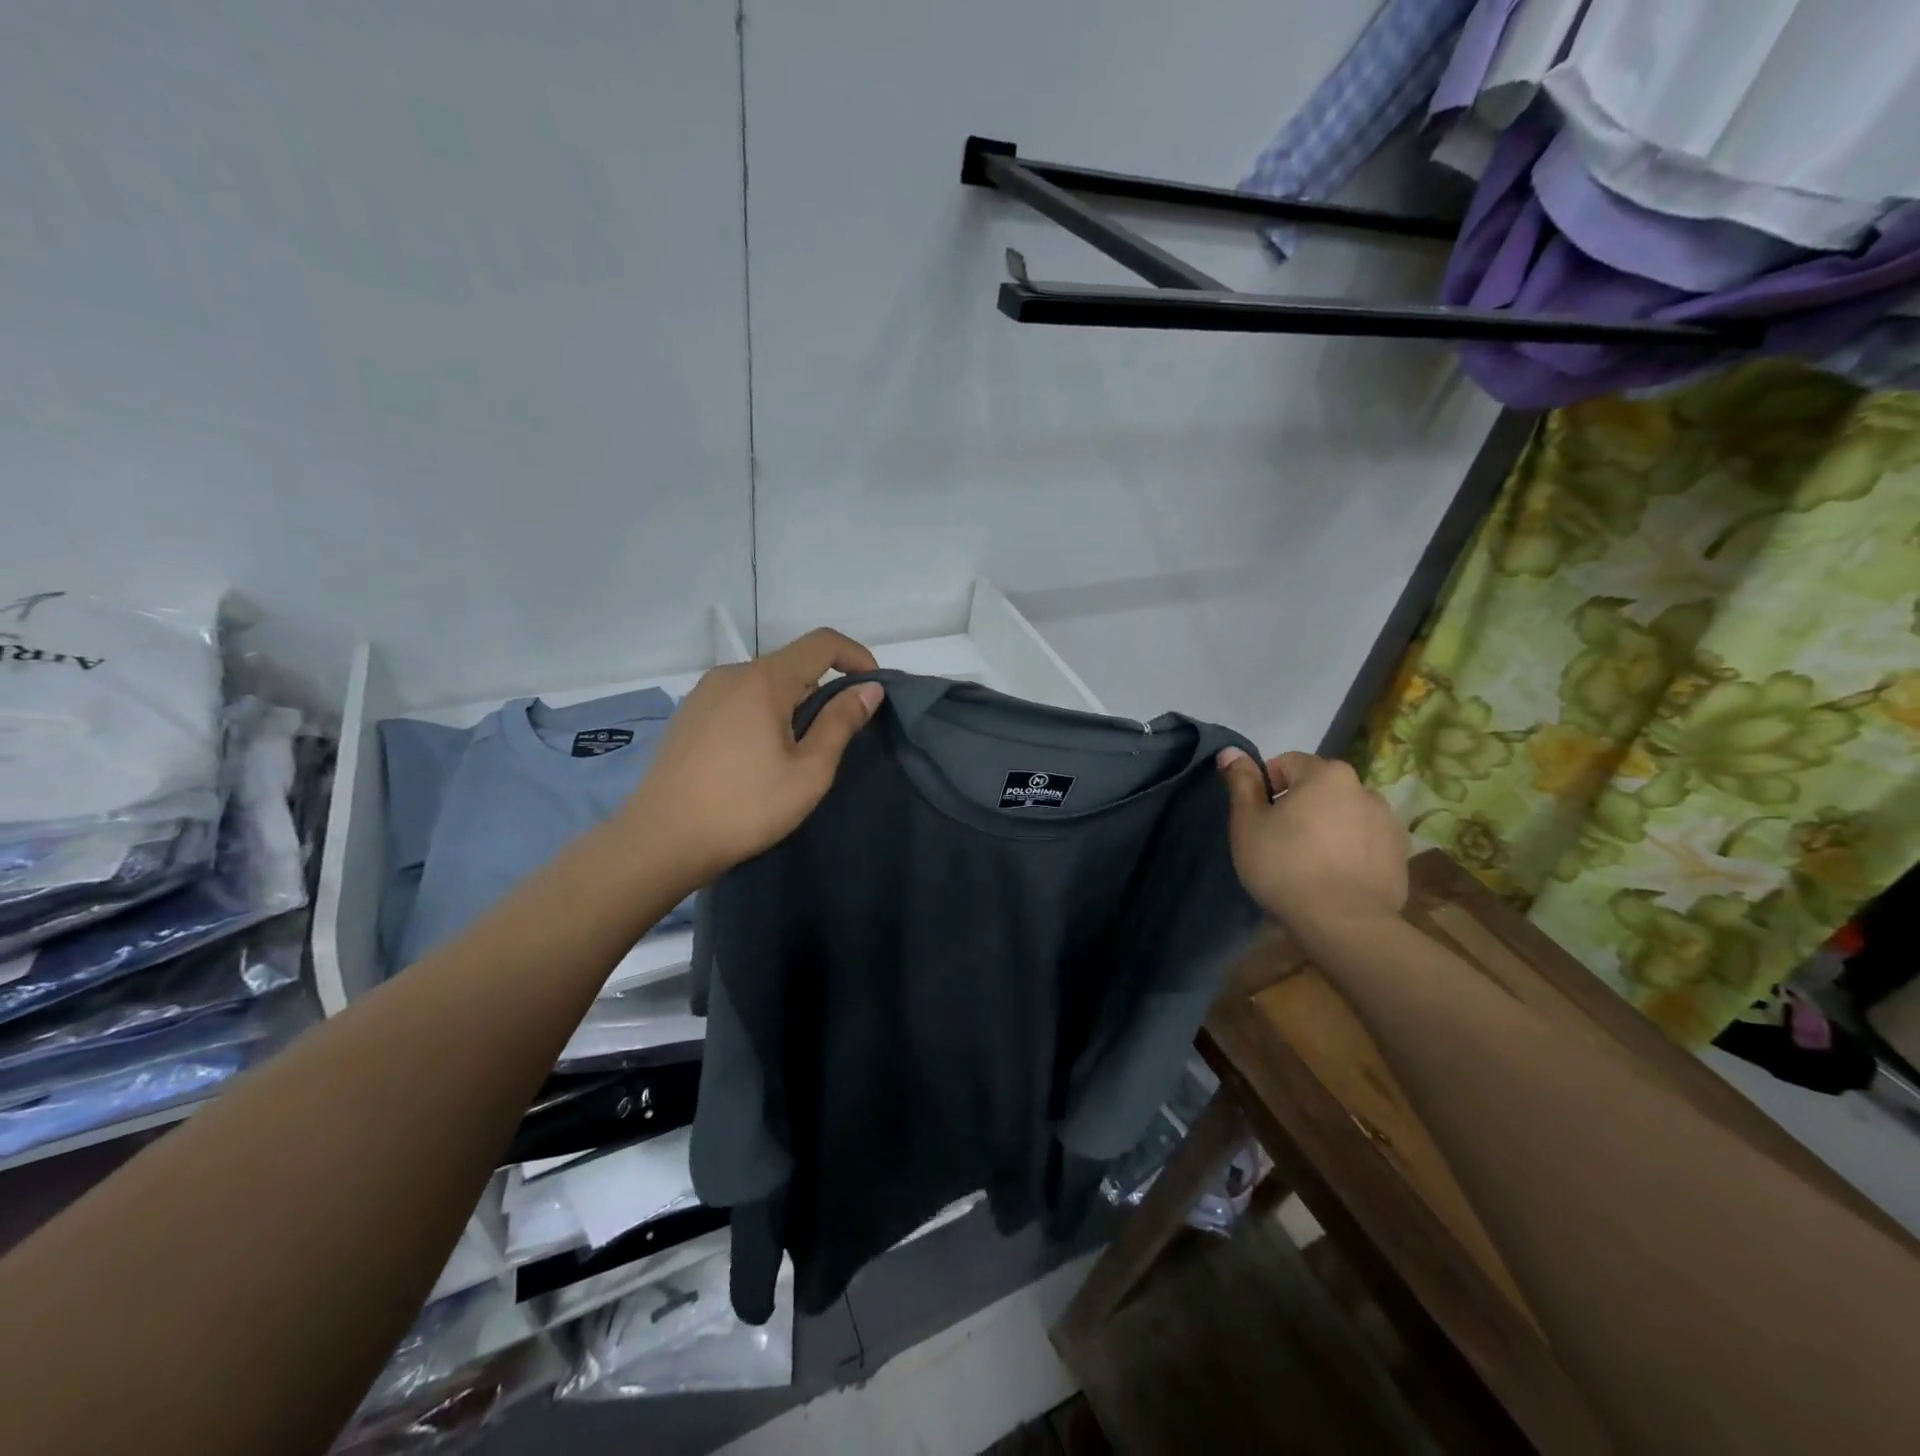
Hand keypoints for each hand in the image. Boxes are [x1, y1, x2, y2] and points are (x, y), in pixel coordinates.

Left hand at [625, 629, 883, 886]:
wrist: (660, 841)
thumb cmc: (745, 807)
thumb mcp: (809, 771)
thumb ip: (841, 723)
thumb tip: (869, 689)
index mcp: (764, 680)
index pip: (822, 643)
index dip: (856, 656)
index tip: (872, 689)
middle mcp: (731, 674)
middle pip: (793, 665)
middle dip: (823, 691)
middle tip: (834, 741)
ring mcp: (703, 693)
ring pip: (764, 685)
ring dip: (792, 706)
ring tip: (794, 756)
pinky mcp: (688, 715)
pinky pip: (739, 700)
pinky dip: (762, 715)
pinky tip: (757, 759)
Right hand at [1216, 749, 1408, 942]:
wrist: (1344, 924)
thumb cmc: (1285, 866)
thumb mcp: (1248, 823)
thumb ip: (1241, 783)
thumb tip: (1230, 751)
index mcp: (1326, 774)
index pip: (1286, 763)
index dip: (1265, 788)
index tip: (1257, 819)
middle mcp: (1364, 788)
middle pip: (1317, 788)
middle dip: (1297, 807)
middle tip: (1277, 842)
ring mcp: (1388, 822)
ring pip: (1342, 814)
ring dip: (1324, 827)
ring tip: (1307, 863)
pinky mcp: (1399, 854)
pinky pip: (1363, 841)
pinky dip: (1347, 850)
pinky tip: (1332, 877)